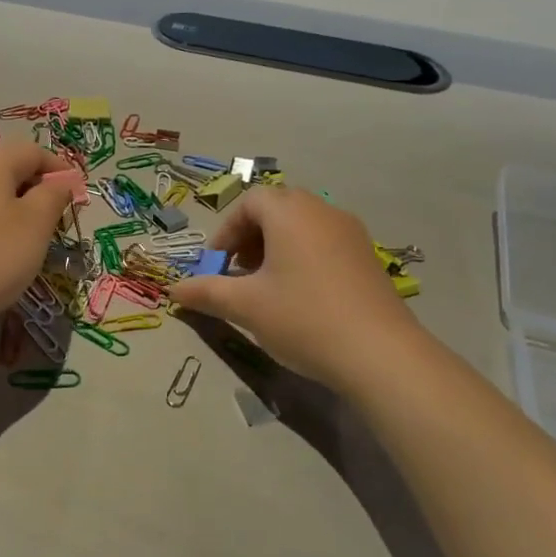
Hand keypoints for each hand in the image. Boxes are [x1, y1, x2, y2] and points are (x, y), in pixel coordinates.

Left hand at [0, 141, 72, 340]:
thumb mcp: (36, 225)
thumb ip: (53, 196)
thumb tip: (59, 180)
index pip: (32, 150)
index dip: (59, 169)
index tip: (75, 198)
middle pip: (4, 169)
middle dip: (33, 191)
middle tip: (52, 224)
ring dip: (7, 211)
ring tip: (22, 244)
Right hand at [167, 187, 417, 389]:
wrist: (381, 354)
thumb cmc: (304, 318)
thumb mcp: (246, 306)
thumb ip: (207, 292)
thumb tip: (174, 290)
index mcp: (290, 213)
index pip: (249, 202)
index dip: (226, 231)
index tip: (217, 266)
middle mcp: (322, 211)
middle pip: (277, 209)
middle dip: (250, 237)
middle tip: (239, 273)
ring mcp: (351, 233)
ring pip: (303, 226)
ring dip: (276, 248)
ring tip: (267, 287)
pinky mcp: (368, 258)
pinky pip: (325, 243)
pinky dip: (303, 258)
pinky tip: (301, 298)